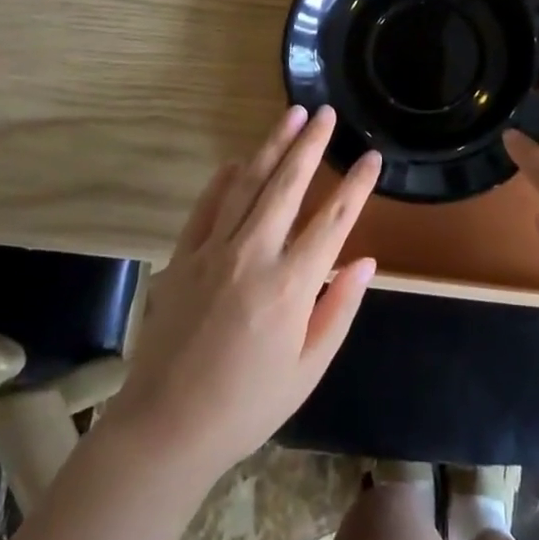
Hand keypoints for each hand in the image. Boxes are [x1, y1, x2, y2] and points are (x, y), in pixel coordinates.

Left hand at [104, 105, 381, 482]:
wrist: (166, 427)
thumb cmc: (247, 405)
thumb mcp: (307, 369)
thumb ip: (338, 310)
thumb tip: (365, 260)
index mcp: (291, 285)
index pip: (334, 219)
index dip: (357, 184)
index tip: (372, 156)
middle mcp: (254, 254)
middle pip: (289, 184)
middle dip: (311, 143)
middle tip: (327, 112)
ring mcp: (214, 250)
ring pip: (249, 182)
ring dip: (272, 144)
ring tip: (292, 114)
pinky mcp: (183, 255)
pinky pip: (207, 204)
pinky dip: (225, 178)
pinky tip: (239, 159)